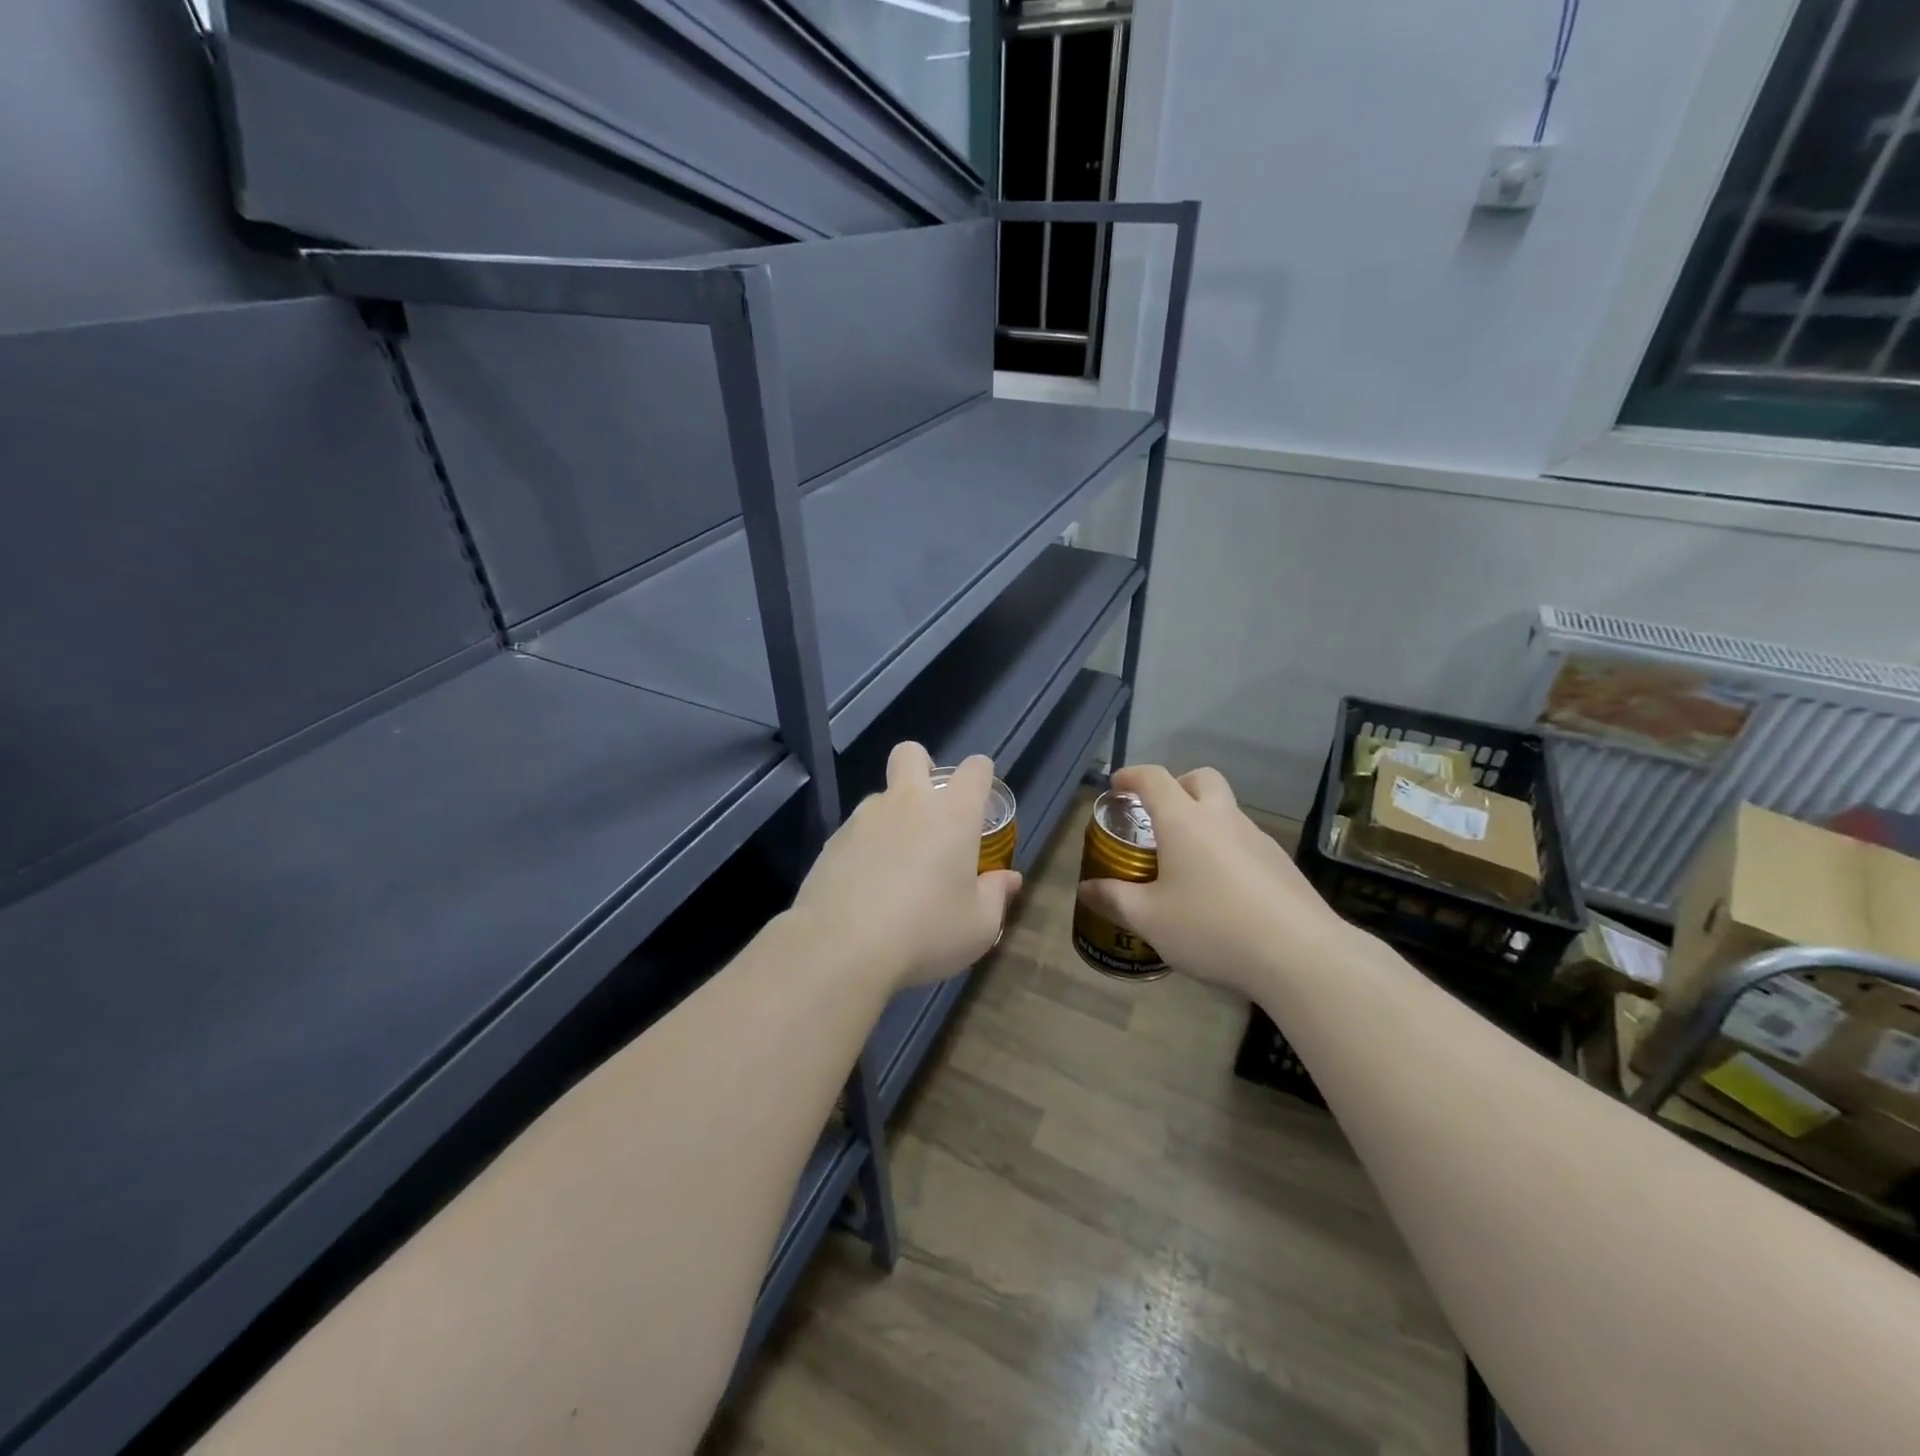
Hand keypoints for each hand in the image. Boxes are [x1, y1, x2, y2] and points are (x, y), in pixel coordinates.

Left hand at [790, 743, 1022, 992]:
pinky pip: (855, 831)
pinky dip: (865, 848)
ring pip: (881, 797)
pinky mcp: (832, 841)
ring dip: (893, 817)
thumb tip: (1008, 879)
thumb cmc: (926, 932)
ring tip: (895, 866)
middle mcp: (908, 802)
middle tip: (930, 811)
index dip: (981, 776)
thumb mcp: (979, 926)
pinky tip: (865, 887)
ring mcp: (864, 818)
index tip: (981, 801)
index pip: (975, 769)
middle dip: (923, 767)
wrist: (842, 946)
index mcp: (952, 814)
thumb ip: (996, 895)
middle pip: (911, 754)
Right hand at [1076, 765, 1360, 1000]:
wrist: (1300, 956)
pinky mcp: (1282, 864)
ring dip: (1204, 820)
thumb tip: (1087, 889)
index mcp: (1185, 821)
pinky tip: (1222, 891)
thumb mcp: (1150, 919)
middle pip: (1201, 778)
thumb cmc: (1211, 928)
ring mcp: (1258, 839)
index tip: (1117, 787)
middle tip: (1159, 816)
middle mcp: (1222, 818)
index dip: (1131, 776)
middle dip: (1177, 786)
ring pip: (1226, 811)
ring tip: (1187, 863)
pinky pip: (1246, 841)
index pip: (1153, 778)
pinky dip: (1226, 849)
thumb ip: (1114, 899)